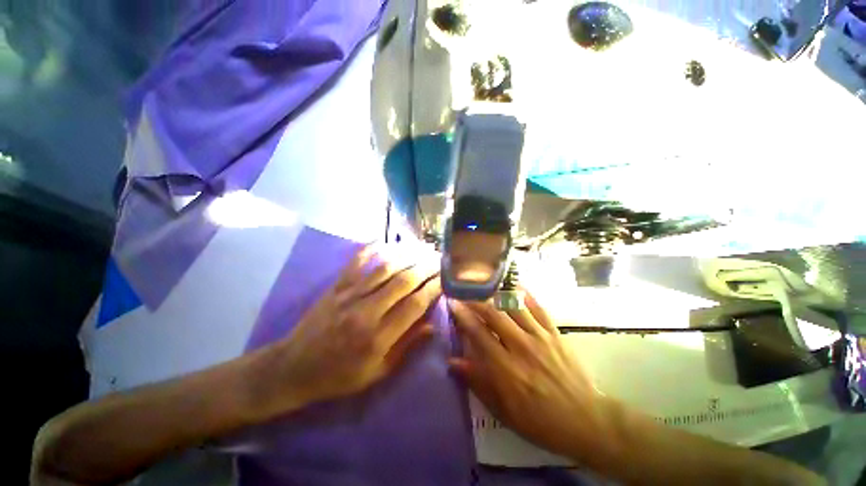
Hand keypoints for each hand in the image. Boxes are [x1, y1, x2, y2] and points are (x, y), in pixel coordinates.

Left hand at [252, 245, 442, 419]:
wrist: (293, 368)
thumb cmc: (339, 376)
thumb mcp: (377, 373)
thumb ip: (406, 347)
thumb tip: (432, 325)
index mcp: (377, 338)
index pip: (414, 305)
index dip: (433, 289)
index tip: (445, 279)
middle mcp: (365, 311)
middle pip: (403, 281)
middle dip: (426, 267)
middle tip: (440, 259)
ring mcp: (349, 294)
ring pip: (385, 267)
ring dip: (407, 255)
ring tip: (423, 249)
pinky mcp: (337, 285)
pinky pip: (357, 261)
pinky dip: (373, 248)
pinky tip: (388, 242)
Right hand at [448, 292, 616, 461]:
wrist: (585, 420)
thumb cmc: (539, 420)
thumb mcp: (503, 410)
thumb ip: (477, 382)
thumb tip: (453, 361)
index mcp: (506, 368)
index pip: (478, 333)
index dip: (462, 315)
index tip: (452, 302)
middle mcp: (521, 346)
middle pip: (493, 313)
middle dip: (475, 299)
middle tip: (465, 291)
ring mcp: (540, 337)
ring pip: (514, 306)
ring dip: (496, 293)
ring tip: (485, 285)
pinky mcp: (555, 333)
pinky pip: (538, 308)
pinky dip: (525, 294)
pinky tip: (516, 285)